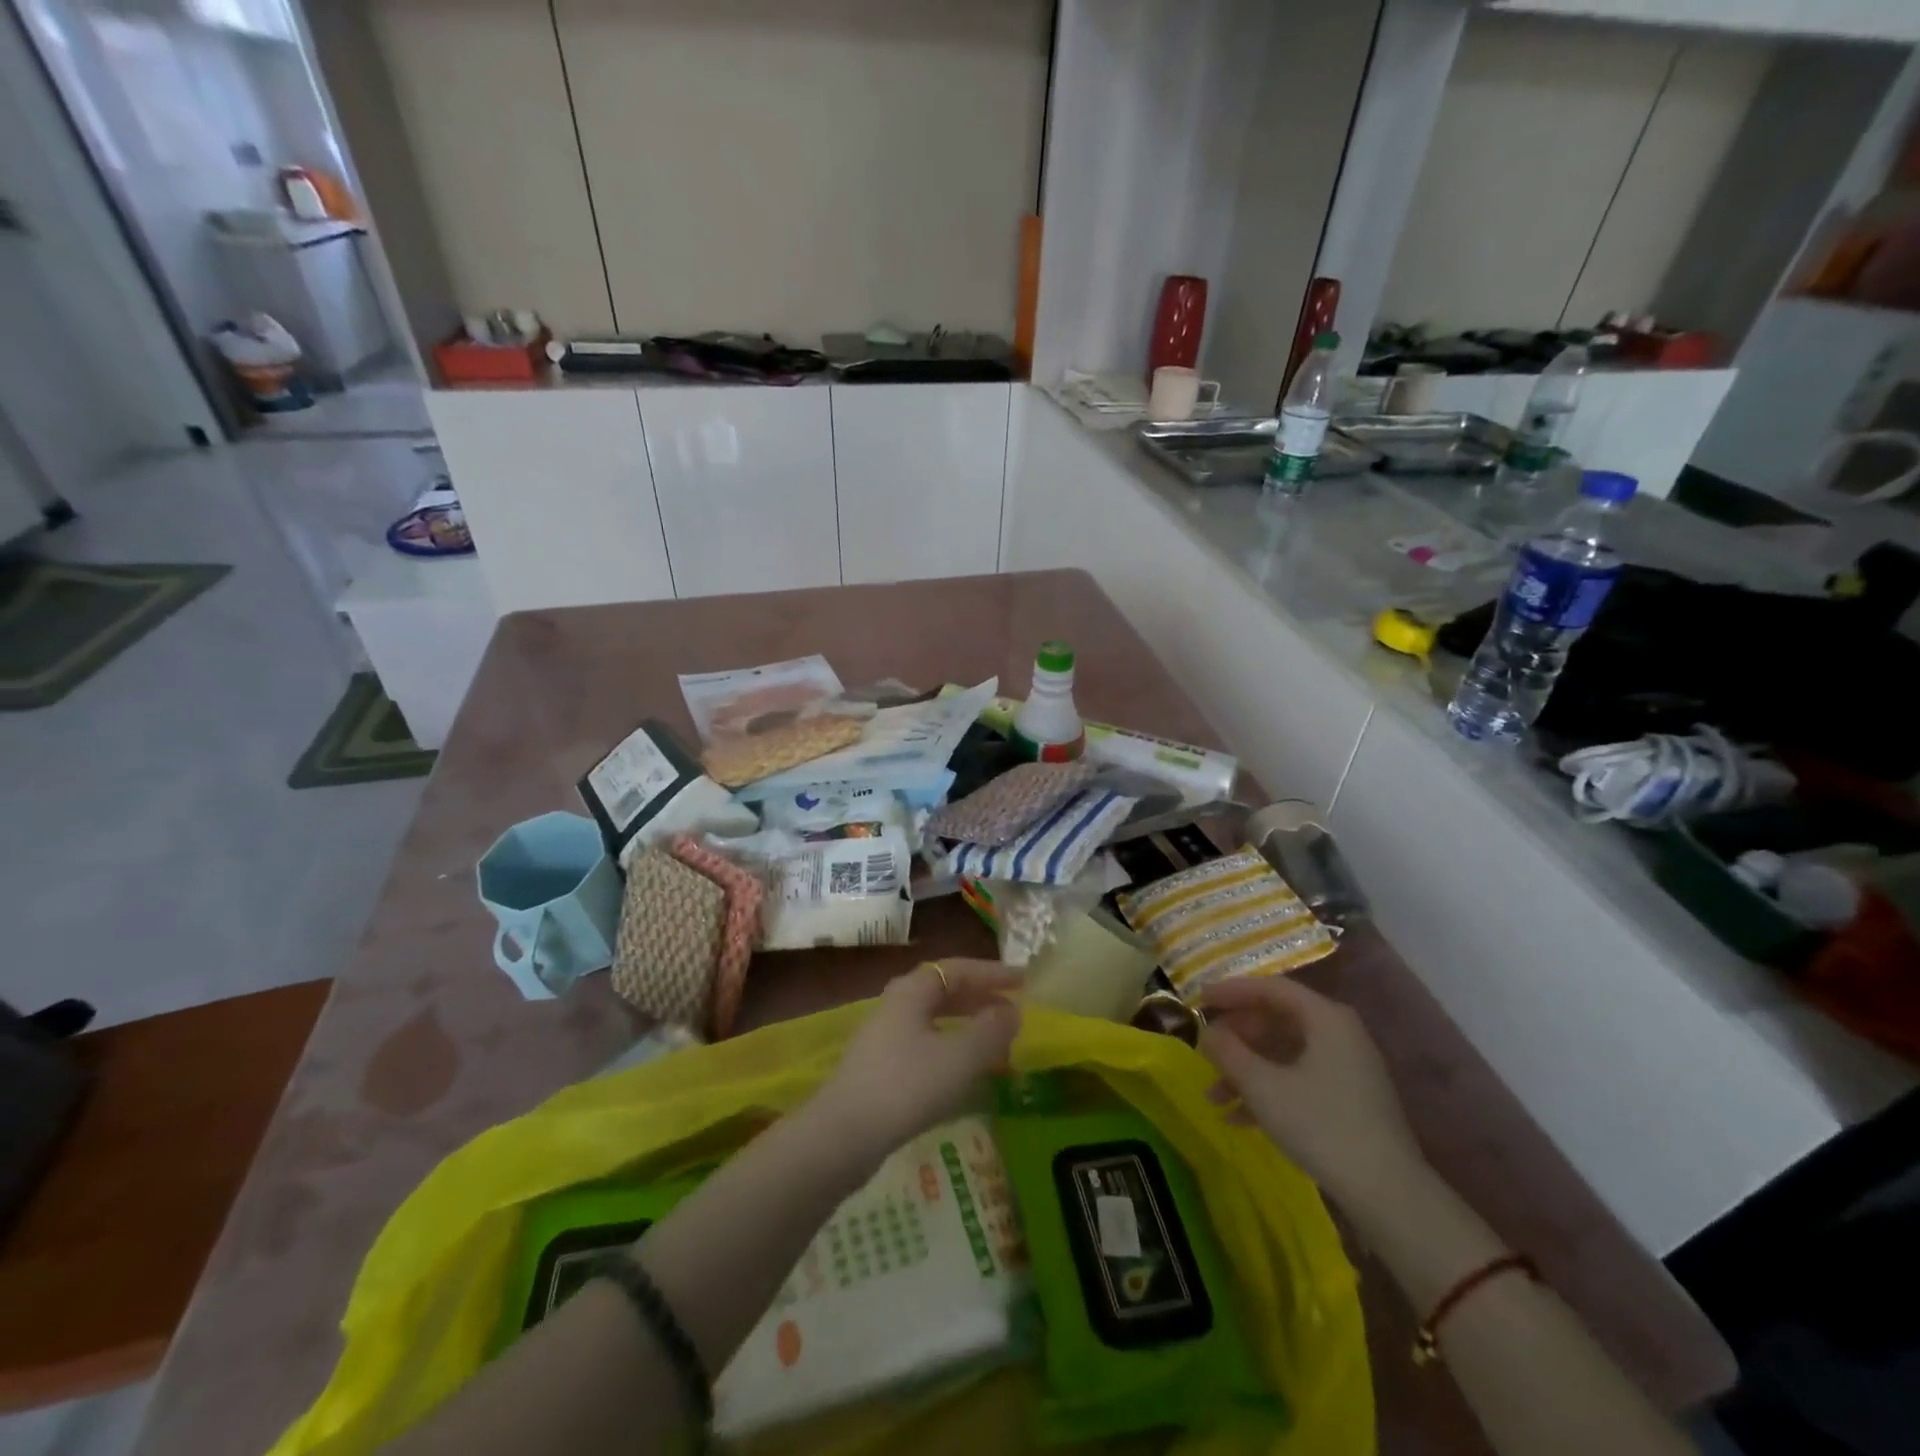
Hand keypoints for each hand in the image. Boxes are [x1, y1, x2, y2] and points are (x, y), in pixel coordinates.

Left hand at [812, 960, 1020, 1156]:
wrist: (842, 1136)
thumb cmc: (907, 1086)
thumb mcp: (960, 1058)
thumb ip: (991, 1031)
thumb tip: (1013, 1011)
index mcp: (912, 991)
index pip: (958, 968)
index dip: (992, 973)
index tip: (1023, 980)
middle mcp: (895, 1004)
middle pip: (943, 990)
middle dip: (979, 997)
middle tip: (1012, 1009)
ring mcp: (883, 1036)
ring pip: (933, 1018)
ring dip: (965, 1023)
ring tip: (994, 1039)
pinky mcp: (878, 1067)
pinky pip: (923, 1043)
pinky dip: (950, 1046)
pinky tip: (963, 1071)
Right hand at [1198, 975, 1425, 1209]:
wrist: (1389, 1196)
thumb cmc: (1321, 1126)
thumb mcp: (1263, 1086)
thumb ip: (1228, 1052)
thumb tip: (1207, 1033)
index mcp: (1326, 1018)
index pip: (1270, 988)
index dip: (1231, 991)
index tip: (1198, 1000)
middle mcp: (1340, 1033)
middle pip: (1277, 1020)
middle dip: (1236, 1037)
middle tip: (1205, 1049)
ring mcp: (1348, 1068)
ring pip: (1285, 1053)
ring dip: (1246, 1069)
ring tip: (1213, 1095)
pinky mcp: (1350, 1100)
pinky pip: (1299, 1078)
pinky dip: (1268, 1090)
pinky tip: (1238, 1118)